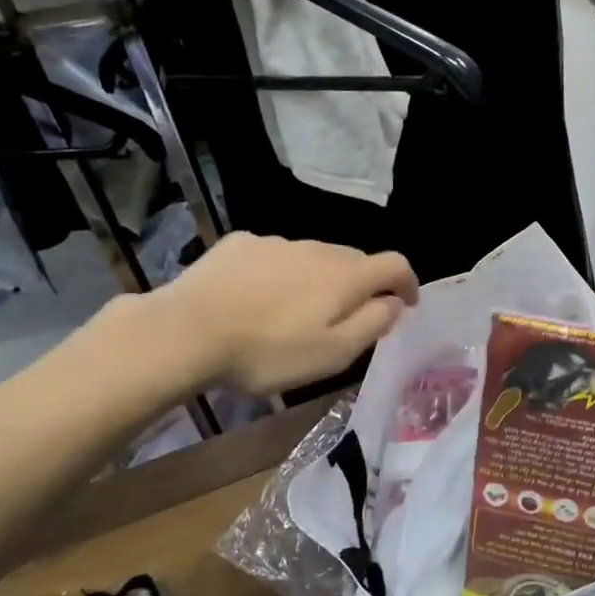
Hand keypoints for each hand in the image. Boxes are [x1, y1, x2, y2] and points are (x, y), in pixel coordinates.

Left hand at [126, 233, 417, 398]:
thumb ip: (373, 324)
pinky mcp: (241, 244)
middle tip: (347, 318)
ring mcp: (277, 242)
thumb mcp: (332, 353)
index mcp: (345, 276)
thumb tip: (395, 302)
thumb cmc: (268, 351)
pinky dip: (280, 273)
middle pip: (354, 259)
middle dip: (361, 284)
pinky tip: (257, 297)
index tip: (406, 304)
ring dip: (318, 278)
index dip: (408, 282)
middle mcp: (318, 249)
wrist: (186, 331)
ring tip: (296, 312)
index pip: (395, 264)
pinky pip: (275, 255)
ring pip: (313, 257)